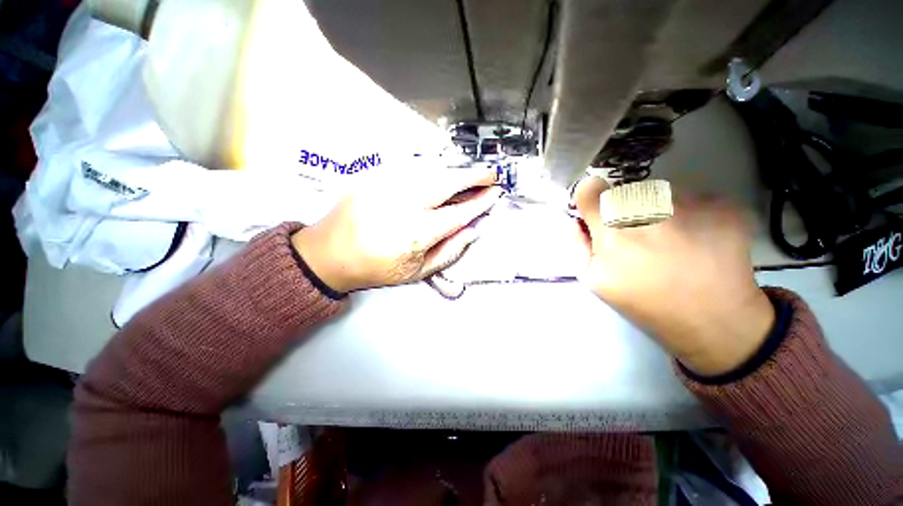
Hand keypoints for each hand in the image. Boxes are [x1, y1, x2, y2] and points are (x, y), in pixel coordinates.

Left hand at [292, 166, 501, 292]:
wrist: (329, 254)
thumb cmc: (375, 267)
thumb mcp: (417, 272)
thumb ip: (449, 251)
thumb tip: (472, 231)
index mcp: (415, 234)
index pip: (458, 213)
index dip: (480, 202)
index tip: (494, 194)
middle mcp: (402, 206)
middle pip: (446, 183)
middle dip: (473, 176)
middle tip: (490, 174)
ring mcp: (385, 187)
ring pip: (430, 171)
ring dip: (454, 171)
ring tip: (469, 176)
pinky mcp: (373, 177)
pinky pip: (410, 169)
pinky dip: (431, 170)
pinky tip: (440, 175)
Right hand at [573, 176, 774, 375]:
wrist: (713, 321)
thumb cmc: (644, 302)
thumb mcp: (593, 280)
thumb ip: (577, 244)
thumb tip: (574, 218)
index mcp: (613, 232)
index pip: (591, 189)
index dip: (591, 198)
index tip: (598, 210)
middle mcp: (650, 211)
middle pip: (626, 190)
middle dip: (624, 207)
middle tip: (639, 236)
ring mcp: (691, 205)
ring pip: (661, 191)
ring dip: (659, 209)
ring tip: (672, 240)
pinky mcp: (724, 206)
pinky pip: (695, 197)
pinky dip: (692, 213)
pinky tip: (699, 240)